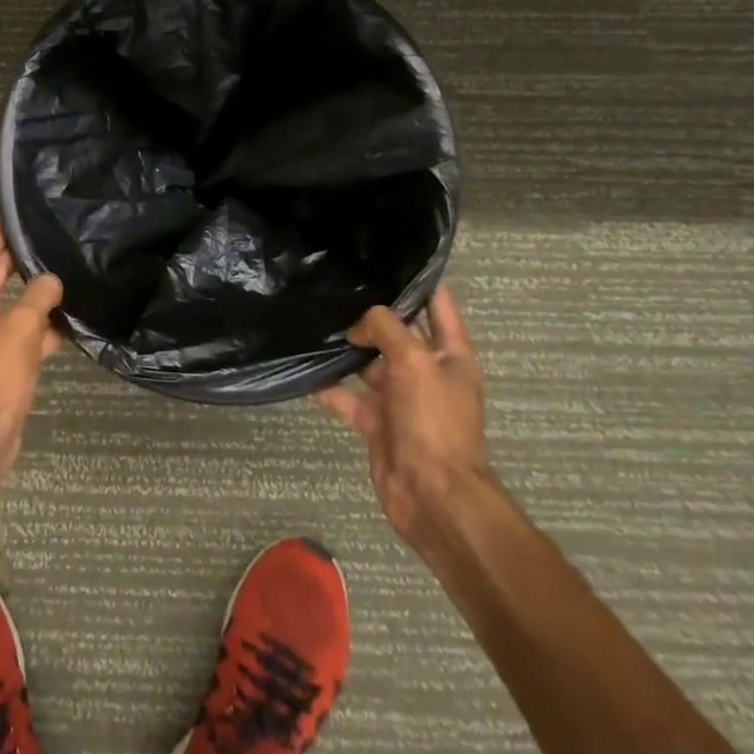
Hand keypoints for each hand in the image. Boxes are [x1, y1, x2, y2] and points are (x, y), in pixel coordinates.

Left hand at [0, 227, 64, 477]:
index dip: (3, 233)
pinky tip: (67, 326)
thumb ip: (41, 295)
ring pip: (8, 307)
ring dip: (33, 298)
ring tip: (67, 279)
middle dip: (21, 262)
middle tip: (53, 244)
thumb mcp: (23, 324)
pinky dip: (36, 329)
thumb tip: (52, 280)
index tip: (28, 219)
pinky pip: (15, 335)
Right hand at [315, 286, 491, 548]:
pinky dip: (327, 385)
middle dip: (370, 313)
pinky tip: (303, 368)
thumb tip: (358, 326)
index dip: (418, 281)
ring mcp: (399, 398)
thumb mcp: (415, 361)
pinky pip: (346, 396)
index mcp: (450, 355)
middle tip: (335, 284)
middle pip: (397, 332)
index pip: (438, 306)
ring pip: (368, 363)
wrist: (432, 495)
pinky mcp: (375, 421)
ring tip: (313, 318)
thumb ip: (386, 328)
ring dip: (345, 347)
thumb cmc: (434, 421)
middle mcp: (425, 372)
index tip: (387, 258)